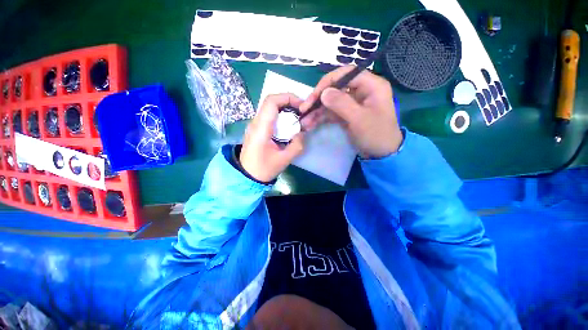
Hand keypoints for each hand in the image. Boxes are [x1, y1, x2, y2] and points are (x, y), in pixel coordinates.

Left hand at [239, 93, 304, 182]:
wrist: (247, 176)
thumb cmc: (263, 169)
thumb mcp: (284, 160)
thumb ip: (296, 145)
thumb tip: (303, 132)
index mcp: (261, 128)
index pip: (271, 101)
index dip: (288, 98)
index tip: (301, 106)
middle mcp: (256, 122)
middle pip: (271, 102)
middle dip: (289, 102)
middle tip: (302, 112)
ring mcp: (255, 125)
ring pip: (270, 108)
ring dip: (286, 109)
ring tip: (298, 118)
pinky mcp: (257, 129)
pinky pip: (270, 116)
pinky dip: (281, 116)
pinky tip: (289, 125)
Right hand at [300, 66, 402, 158]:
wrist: (381, 155)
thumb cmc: (376, 135)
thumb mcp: (359, 119)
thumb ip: (341, 103)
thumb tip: (324, 92)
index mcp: (371, 85)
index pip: (346, 73)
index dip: (329, 82)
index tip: (315, 95)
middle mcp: (361, 91)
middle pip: (335, 87)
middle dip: (319, 99)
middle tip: (304, 109)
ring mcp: (353, 103)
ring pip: (331, 101)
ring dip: (317, 111)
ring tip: (305, 122)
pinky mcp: (347, 114)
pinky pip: (331, 112)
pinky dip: (321, 117)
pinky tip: (311, 124)